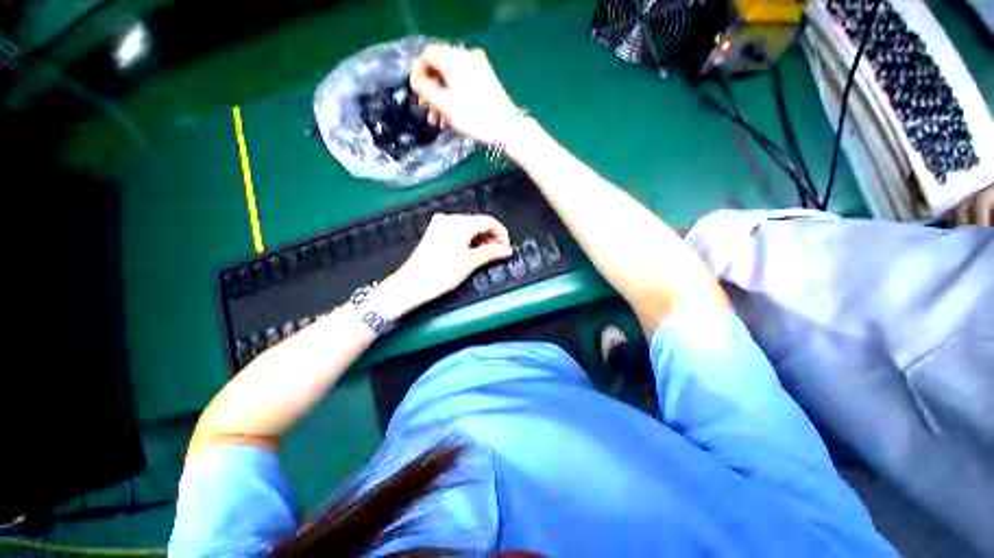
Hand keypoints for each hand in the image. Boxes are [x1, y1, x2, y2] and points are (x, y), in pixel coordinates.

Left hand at [376, 214, 512, 318]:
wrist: (411, 285)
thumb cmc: (442, 273)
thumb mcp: (470, 262)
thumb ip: (491, 252)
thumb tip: (507, 250)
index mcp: (458, 222)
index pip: (488, 221)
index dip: (501, 233)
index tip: (507, 248)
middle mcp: (449, 218)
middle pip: (478, 223)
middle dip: (491, 236)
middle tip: (499, 253)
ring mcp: (440, 225)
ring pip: (468, 228)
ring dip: (481, 239)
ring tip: (488, 254)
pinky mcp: (435, 233)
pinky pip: (458, 232)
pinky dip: (469, 240)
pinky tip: (473, 251)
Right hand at [409, 44, 519, 144]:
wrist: (506, 128)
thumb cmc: (473, 116)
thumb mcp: (444, 104)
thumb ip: (424, 88)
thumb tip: (416, 79)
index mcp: (454, 57)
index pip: (427, 55)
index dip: (418, 73)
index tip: (417, 94)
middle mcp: (467, 56)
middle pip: (440, 68)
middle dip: (431, 90)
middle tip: (427, 111)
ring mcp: (479, 67)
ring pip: (452, 78)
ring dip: (442, 98)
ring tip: (438, 121)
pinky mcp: (487, 80)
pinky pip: (464, 84)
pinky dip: (455, 97)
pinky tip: (452, 117)